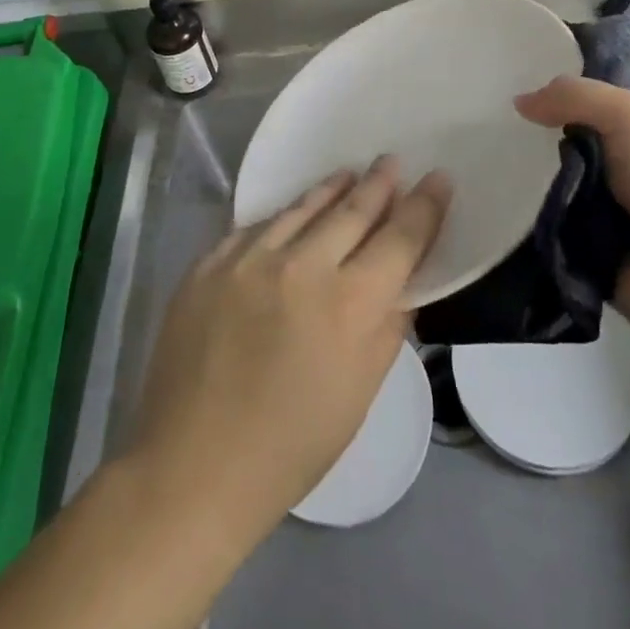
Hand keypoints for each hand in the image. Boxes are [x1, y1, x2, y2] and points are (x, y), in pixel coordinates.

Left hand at [126, 158, 450, 550]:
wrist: (192, 467)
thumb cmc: (292, 445)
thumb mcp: (361, 392)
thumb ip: (388, 326)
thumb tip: (403, 281)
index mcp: (349, 304)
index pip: (400, 237)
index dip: (424, 205)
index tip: (437, 178)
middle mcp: (302, 266)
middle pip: (352, 210)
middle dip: (379, 184)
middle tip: (392, 161)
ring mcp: (249, 258)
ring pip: (302, 208)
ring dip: (332, 189)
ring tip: (350, 174)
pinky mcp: (209, 262)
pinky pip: (256, 227)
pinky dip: (283, 218)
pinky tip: (291, 215)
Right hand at [515, 77, 629, 349]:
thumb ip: (575, 97)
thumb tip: (519, 101)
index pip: (596, 103)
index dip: (559, 96)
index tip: (511, 91)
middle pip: (571, 146)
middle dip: (535, 143)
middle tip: (488, 135)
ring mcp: (617, 215)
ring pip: (558, 189)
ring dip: (529, 185)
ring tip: (481, 172)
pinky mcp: (598, 257)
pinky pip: (554, 234)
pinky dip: (532, 227)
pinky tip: (497, 211)